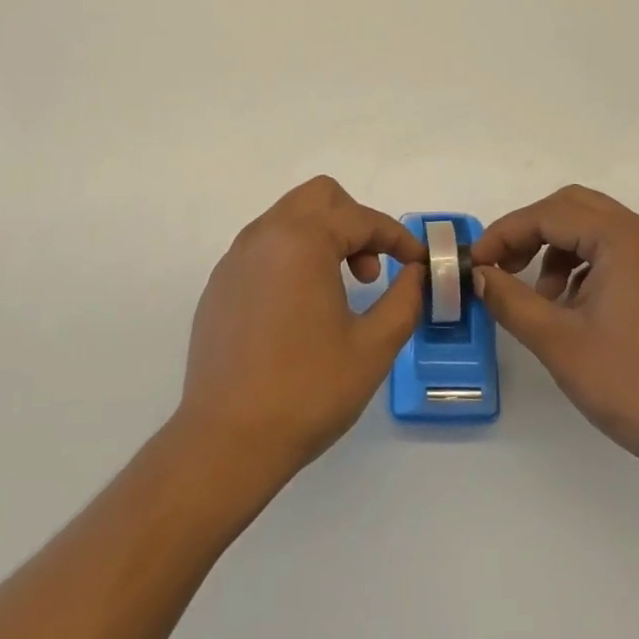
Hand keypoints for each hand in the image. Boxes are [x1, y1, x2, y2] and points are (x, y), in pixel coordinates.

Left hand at [178, 177, 426, 488]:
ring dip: (323, 236)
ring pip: (288, 217)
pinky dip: (292, 256)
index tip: (418, 263)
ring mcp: (236, 258)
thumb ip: (404, 299)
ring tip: (339, 290)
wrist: (227, 440)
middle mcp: (264, 235)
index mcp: (302, 240)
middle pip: (319, 197)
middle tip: (370, 271)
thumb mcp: (373, 347)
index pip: (361, 218)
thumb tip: (416, 273)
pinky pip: (264, 247)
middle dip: (355, 222)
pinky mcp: (220, 284)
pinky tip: (300, 307)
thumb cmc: (307, 391)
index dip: (397, 237)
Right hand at [473, 185, 638, 491]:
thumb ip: (509, 300)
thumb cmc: (633, 386)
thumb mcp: (558, 342)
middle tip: (499, 268)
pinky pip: (611, 250)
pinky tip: (569, 306)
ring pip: (591, 226)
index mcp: (624, 239)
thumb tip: (478, 275)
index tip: (474, 264)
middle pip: (571, 207)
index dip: (504, 234)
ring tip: (537, 298)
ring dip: (554, 249)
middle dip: (528, 232)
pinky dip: (580, 265)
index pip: (549, 214)